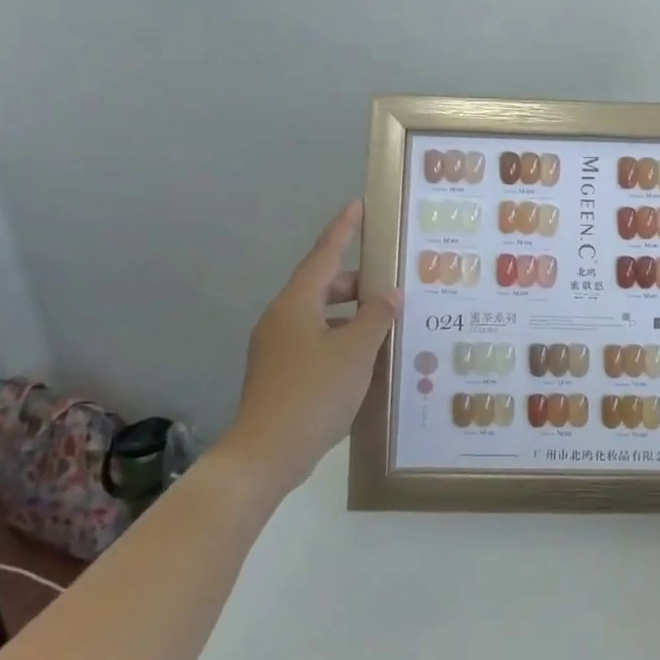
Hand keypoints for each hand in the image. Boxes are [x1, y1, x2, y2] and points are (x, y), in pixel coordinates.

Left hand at [222, 201, 398, 498]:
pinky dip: (344, 337)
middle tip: (392, 283)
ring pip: (322, 316)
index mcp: (296, 306)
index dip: (342, 230)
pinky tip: (368, 355)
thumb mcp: (356, 352)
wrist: (266, 453)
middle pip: (323, 286)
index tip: (357, 206)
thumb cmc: (314, 393)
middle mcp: (283, 319)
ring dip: (353, 313)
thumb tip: (388, 294)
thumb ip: (376, 317)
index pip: (323, 256)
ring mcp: (279, 348)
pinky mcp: (283, 373)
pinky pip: (318, 340)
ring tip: (388, 321)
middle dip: (357, 282)